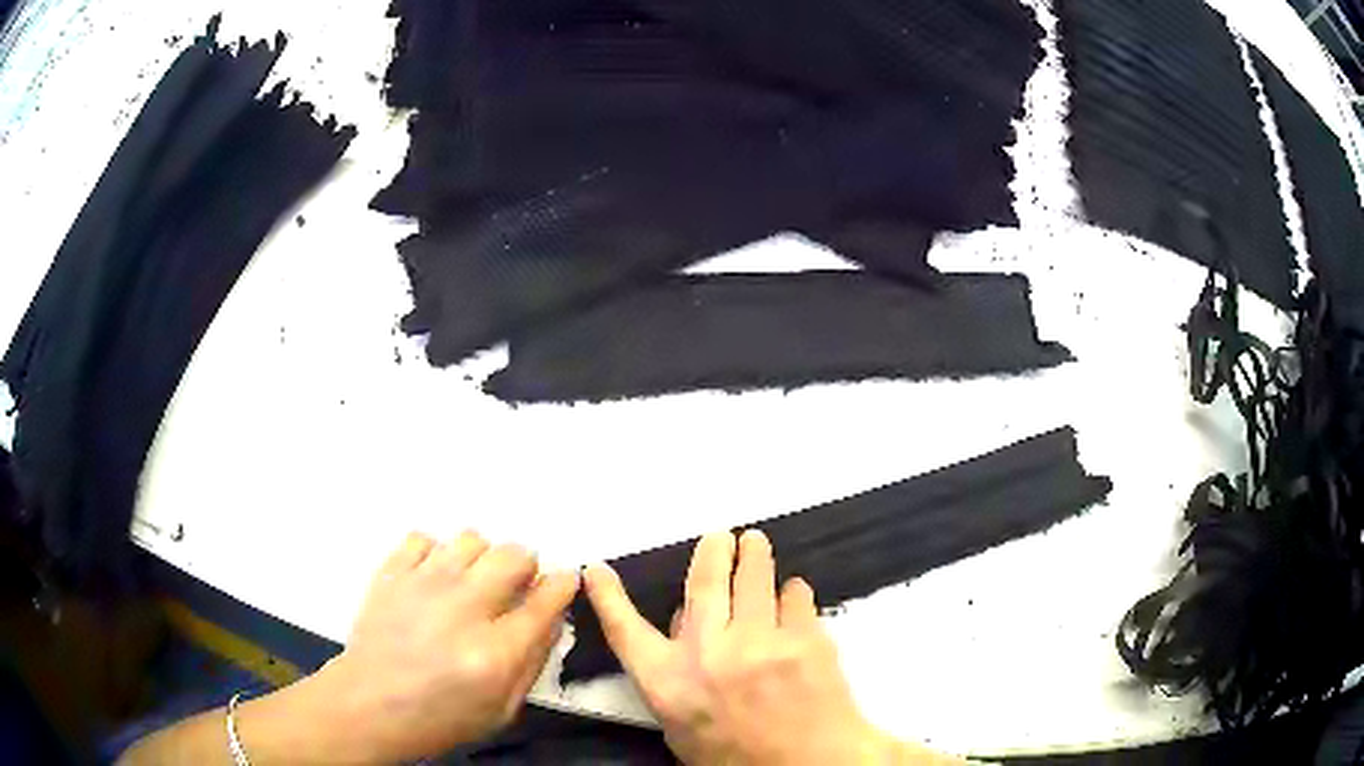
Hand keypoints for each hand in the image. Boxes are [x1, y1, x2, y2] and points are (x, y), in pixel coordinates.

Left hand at [301, 531, 578, 762]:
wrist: (368, 704)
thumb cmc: (439, 717)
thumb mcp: (501, 709)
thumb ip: (533, 662)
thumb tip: (551, 618)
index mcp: (495, 651)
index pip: (546, 599)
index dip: (563, 584)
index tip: (564, 580)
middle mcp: (463, 607)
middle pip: (514, 555)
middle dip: (525, 566)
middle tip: (514, 587)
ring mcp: (423, 583)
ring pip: (472, 538)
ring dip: (481, 558)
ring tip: (471, 582)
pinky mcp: (392, 572)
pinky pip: (425, 537)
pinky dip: (436, 553)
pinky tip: (433, 578)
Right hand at [584, 529, 924, 764]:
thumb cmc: (738, 757)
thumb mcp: (684, 728)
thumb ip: (675, 676)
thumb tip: (681, 625)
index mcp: (668, 682)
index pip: (625, 629)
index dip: (608, 596)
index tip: (597, 569)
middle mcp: (707, 653)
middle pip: (703, 580)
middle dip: (713, 549)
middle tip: (721, 537)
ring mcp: (758, 641)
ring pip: (752, 575)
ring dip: (754, 553)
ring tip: (755, 542)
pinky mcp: (804, 637)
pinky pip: (795, 595)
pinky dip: (792, 591)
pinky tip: (792, 594)